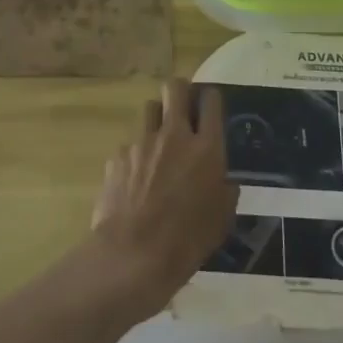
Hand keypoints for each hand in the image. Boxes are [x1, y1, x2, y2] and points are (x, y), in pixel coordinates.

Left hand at [89, 79, 238, 319]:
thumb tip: (223, 179)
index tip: (208, 106)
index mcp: (206, 148)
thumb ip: (225, 189)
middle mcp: (174, 135)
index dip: (210, 98)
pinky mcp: (118, 156)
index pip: (211, 101)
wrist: (133, 255)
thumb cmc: (187, 242)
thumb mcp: (222, 219)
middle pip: (175, 88)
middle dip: (180, 91)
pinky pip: (130, 145)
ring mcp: (142, 142)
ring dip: (157, 120)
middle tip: (183, 108)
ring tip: (159, 144)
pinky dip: (136, 156)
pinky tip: (136, 181)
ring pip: (150, 109)